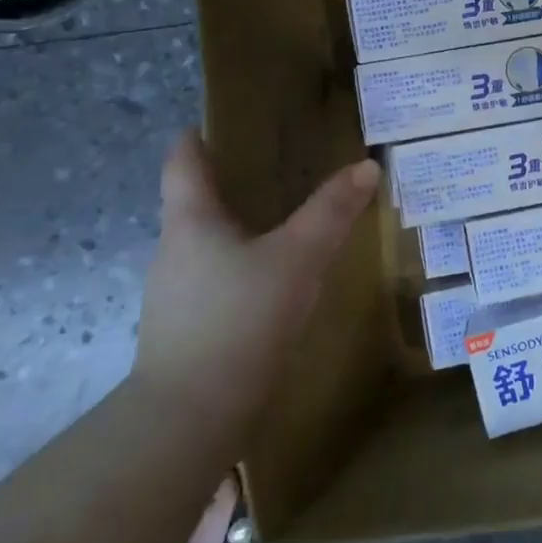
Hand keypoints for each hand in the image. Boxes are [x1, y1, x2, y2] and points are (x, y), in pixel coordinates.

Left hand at [131, 131, 379, 441]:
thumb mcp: (296, 258)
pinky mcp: (187, 331)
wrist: (189, 420)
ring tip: (287, 221)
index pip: (183, 161)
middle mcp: (174, 250)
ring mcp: (176, 294)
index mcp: (191, 221)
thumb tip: (366, 166)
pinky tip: (276, 280)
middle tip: (282, 167)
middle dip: (234, 182)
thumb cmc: (238, 320)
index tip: (221, 121)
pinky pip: (218, 280)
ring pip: (210, 244)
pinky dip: (244, 267)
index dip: (198, 136)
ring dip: (242, 228)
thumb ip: (331, 212)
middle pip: (197, 202)